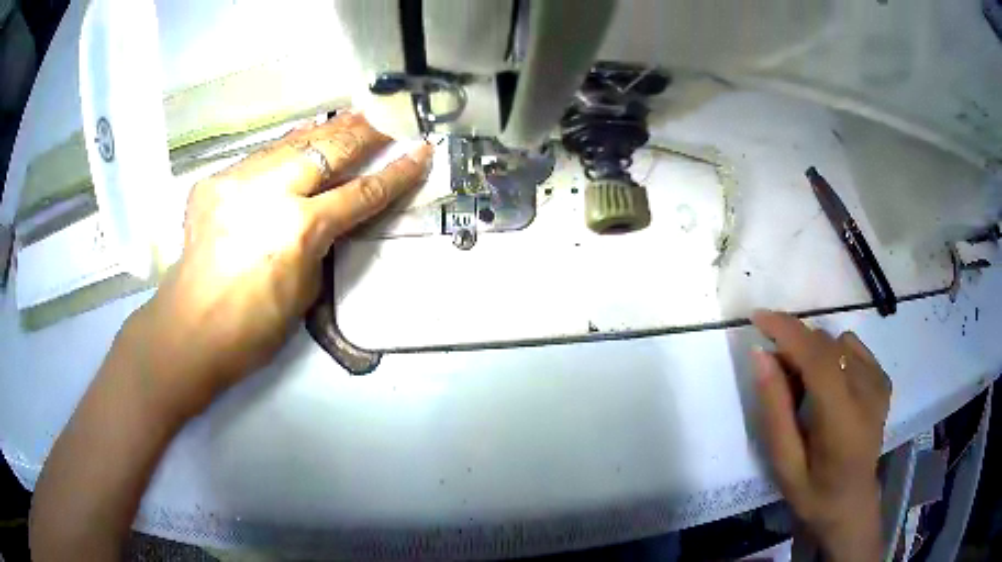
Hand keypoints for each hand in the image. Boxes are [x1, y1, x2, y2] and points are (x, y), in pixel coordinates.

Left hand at [127, 113, 431, 418]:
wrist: (190, 330)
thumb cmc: (253, 329)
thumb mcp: (305, 291)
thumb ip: (320, 245)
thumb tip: (328, 217)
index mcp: (299, 230)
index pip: (361, 193)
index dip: (395, 173)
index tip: (420, 151)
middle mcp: (271, 194)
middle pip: (328, 151)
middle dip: (364, 134)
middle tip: (387, 119)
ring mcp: (238, 182)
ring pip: (292, 143)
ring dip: (326, 131)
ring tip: (351, 118)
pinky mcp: (214, 182)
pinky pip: (259, 156)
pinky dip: (285, 146)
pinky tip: (299, 138)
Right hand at [751, 310, 890, 561]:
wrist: (852, 502)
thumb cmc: (813, 492)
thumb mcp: (784, 463)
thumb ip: (775, 410)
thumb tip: (761, 355)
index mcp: (843, 421)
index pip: (818, 359)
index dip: (788, 332)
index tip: (758, 318)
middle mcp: (868, 393)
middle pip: (826, 345)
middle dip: (794, 346)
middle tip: (776, 376)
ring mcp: (879, 382)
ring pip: (837, 342)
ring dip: (813, 354)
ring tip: (805, 389)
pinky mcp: (883, 379)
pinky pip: (852, 347)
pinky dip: (833, 355)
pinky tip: (830, 385)